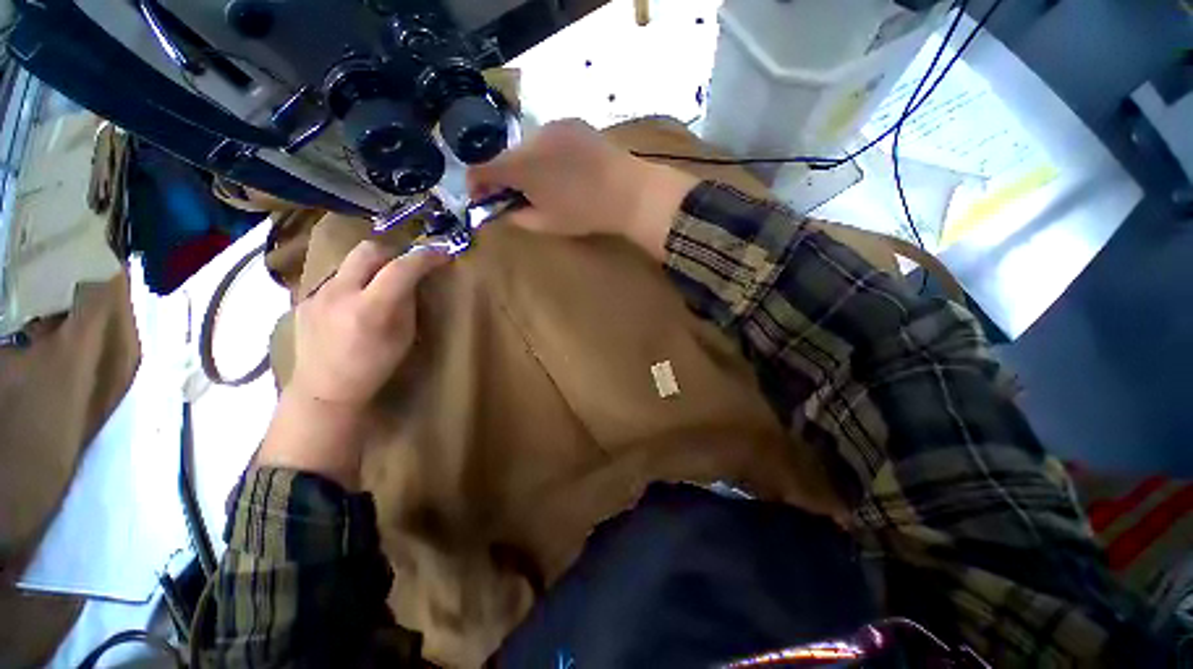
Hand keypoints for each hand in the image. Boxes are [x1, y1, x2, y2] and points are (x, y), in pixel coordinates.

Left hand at [291, 241, 447, 406]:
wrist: (325, 389)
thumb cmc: (375, 367)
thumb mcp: (404, 337)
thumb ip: (407, 303)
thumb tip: (413, 280)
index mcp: (370, 308)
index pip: (400, 268)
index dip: (425, 257)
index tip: (442, 254)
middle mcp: (340, 293)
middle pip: (369, 249)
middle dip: (395, 252)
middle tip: (408, 265)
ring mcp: (317, 293)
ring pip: (350, 262)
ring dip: (373, 267)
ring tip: (381, 287)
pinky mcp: (305, 298)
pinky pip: (337, 278)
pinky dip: (355, 282)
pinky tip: (356, 303)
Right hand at [467, 119, 698, 259]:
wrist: (629, 191)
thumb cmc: (585, 213)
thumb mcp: (547, 224)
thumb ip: (517, 217)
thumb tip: (502, 210)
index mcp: (522, 166)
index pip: (481, 169)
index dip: (476, 185)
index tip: (483, 198)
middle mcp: (532, 138)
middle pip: (505, 156)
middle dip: (505, 177)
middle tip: (518, 196)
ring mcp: (554, 126)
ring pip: (527, 146)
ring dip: (527, 164)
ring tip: (547, 184)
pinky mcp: (572, 122)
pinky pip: (548, 138)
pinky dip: (546, 154)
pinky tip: (564, 169)